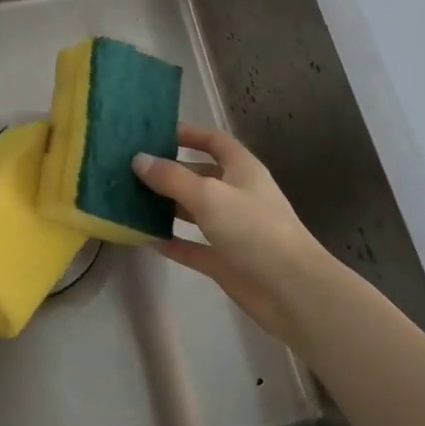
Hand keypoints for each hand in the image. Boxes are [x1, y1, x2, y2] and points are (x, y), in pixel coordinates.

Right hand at [132, 123, 330, 344]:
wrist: (293, 292)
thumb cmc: (254, 230)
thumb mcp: (209, 195)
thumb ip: (171, 177)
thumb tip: (139, 159)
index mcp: (242, 170)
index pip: (215, 141)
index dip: (189, 133)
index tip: (156, 134)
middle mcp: (237, 194)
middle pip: (199, 175)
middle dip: (169, 171)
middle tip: (131, 169)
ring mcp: (232, 229)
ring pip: (194, 211)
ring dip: (167, 206)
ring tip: (131, 200)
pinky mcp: (226, 261)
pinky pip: (193, 246)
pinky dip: (173, 242)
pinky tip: (146, 238)